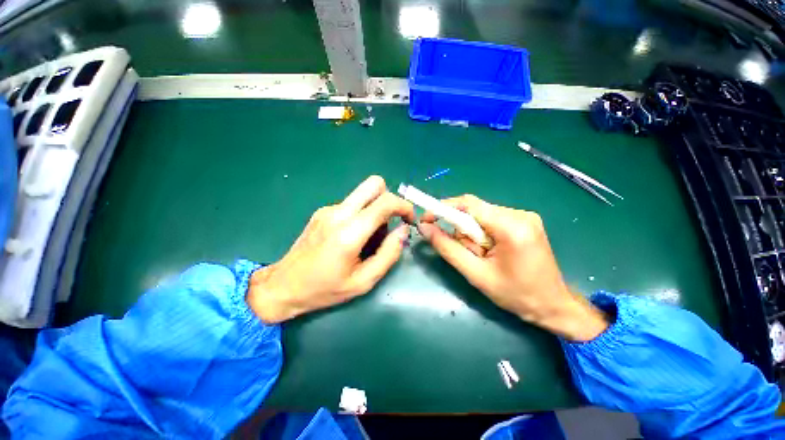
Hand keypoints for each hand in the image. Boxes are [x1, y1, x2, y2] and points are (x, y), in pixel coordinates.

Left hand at [247, 176, 413, 323]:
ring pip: (363, 194)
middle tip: (391, 222)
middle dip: (390, 199)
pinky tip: (352, 237)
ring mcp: (328, 209)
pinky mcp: (323, 211)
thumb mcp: (364, 281)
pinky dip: (361, 214)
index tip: (409, 219)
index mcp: (349, 232)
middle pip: (374, 184)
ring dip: (375, 209)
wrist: (284, 285)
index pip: (385, 202)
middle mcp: (339, 213)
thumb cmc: (325, 288)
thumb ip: (389, 254)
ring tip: (369, 237)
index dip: (404, 206)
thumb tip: (403, 230)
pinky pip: (352, 204)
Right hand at [418, 195, 607, 341]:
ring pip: (481, 215)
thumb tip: (425, 228)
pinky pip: (491, 219)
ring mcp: (525, 215)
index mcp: (511, 227)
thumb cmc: (515, 295)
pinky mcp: (525, 221)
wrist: (553, 305)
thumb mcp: (475, 274)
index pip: (468, 204)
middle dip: (462, 229)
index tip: (426, 219)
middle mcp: (520, 214)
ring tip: (482, 256)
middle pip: (475, 210)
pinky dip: (482, 233)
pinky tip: (491, 251)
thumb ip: (447, 248)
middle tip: (467, 252)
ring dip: (472, 233)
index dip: (443, 208)